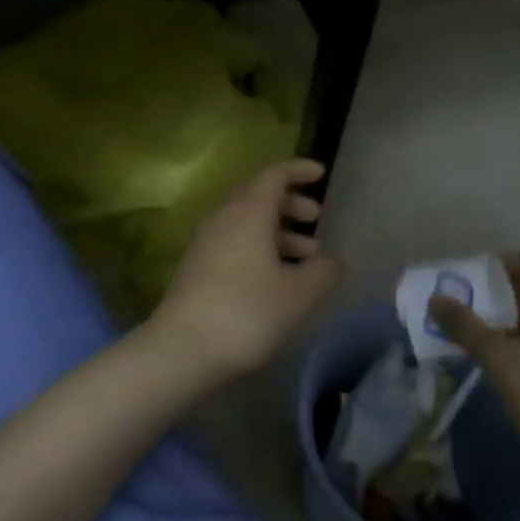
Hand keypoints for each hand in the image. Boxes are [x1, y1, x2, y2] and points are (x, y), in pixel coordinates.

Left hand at [148, 159, 343, 383]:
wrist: (182, 350)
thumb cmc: (247, 312)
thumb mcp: (297, 294)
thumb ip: (323, 273)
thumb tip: (337, 261)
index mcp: (248, 212)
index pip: (274, 175)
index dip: (298, 170)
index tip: (321, 172)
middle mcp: (224, 219)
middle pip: (259, 198)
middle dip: (290, 205)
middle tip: (317, 219)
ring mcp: (206, 244)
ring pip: (247, 224)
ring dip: (279, 233)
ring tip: (309, 258)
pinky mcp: (198, 269)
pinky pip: (235, 245)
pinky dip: (261, 250)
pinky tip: (279, 279)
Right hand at [431, 252, 519, 470]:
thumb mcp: (498, 358)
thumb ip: (465, 325)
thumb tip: (435, 299)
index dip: (498, 262)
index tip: (467, 276)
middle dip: (491, 292)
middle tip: (458, 301)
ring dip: (498, 318)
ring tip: (464, 329)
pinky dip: (510, 339)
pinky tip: (487, 357)